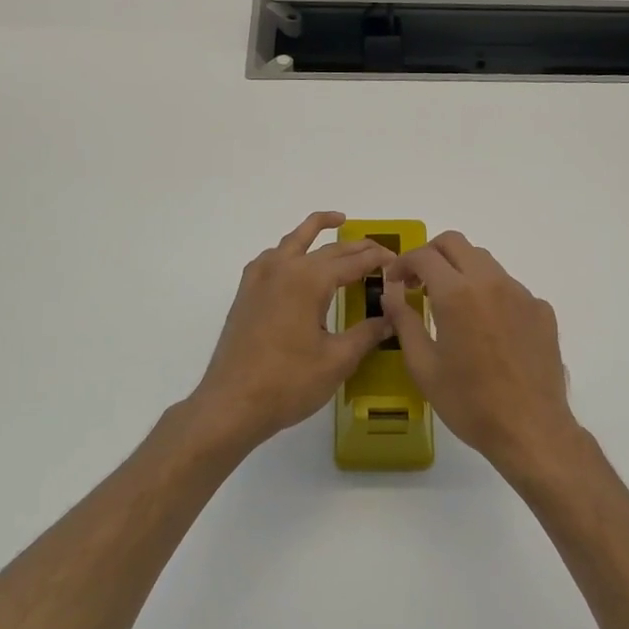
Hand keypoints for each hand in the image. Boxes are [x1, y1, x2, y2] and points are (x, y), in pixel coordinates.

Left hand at [188, 212, 397, 452]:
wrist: (231, 404)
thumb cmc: (288, 383)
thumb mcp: (337, 360)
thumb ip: (367, 334)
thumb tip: (391, 318)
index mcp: (308, 280)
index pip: (352, 261)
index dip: (377, 259)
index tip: (397, 260)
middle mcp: (283, 269)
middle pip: (327, 248)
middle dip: (356, 246)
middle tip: (379, 249)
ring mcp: (259, 279)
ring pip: (292, 241)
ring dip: (315, 230)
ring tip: (336, 223)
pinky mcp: (246, 294)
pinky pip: (270, 258)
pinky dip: (288, 250)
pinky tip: (294, 262)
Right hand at [382, 232, 596, 484]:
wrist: (531, 429)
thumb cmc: (469, 402)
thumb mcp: (423, 367)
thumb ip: (404, 322)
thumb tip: (391, 294)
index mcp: (457, 294)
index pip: (424, 255)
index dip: (403, 263)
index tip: (395, 282)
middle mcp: (491, 282)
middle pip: (456, 243)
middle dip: (431, 255)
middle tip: (419, 283)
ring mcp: (521, 293)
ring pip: (485, 262)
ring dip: (461, 272)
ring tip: (451, 306)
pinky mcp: (541, 310)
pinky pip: (509, 288)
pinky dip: (489, 295)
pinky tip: (487, 330)